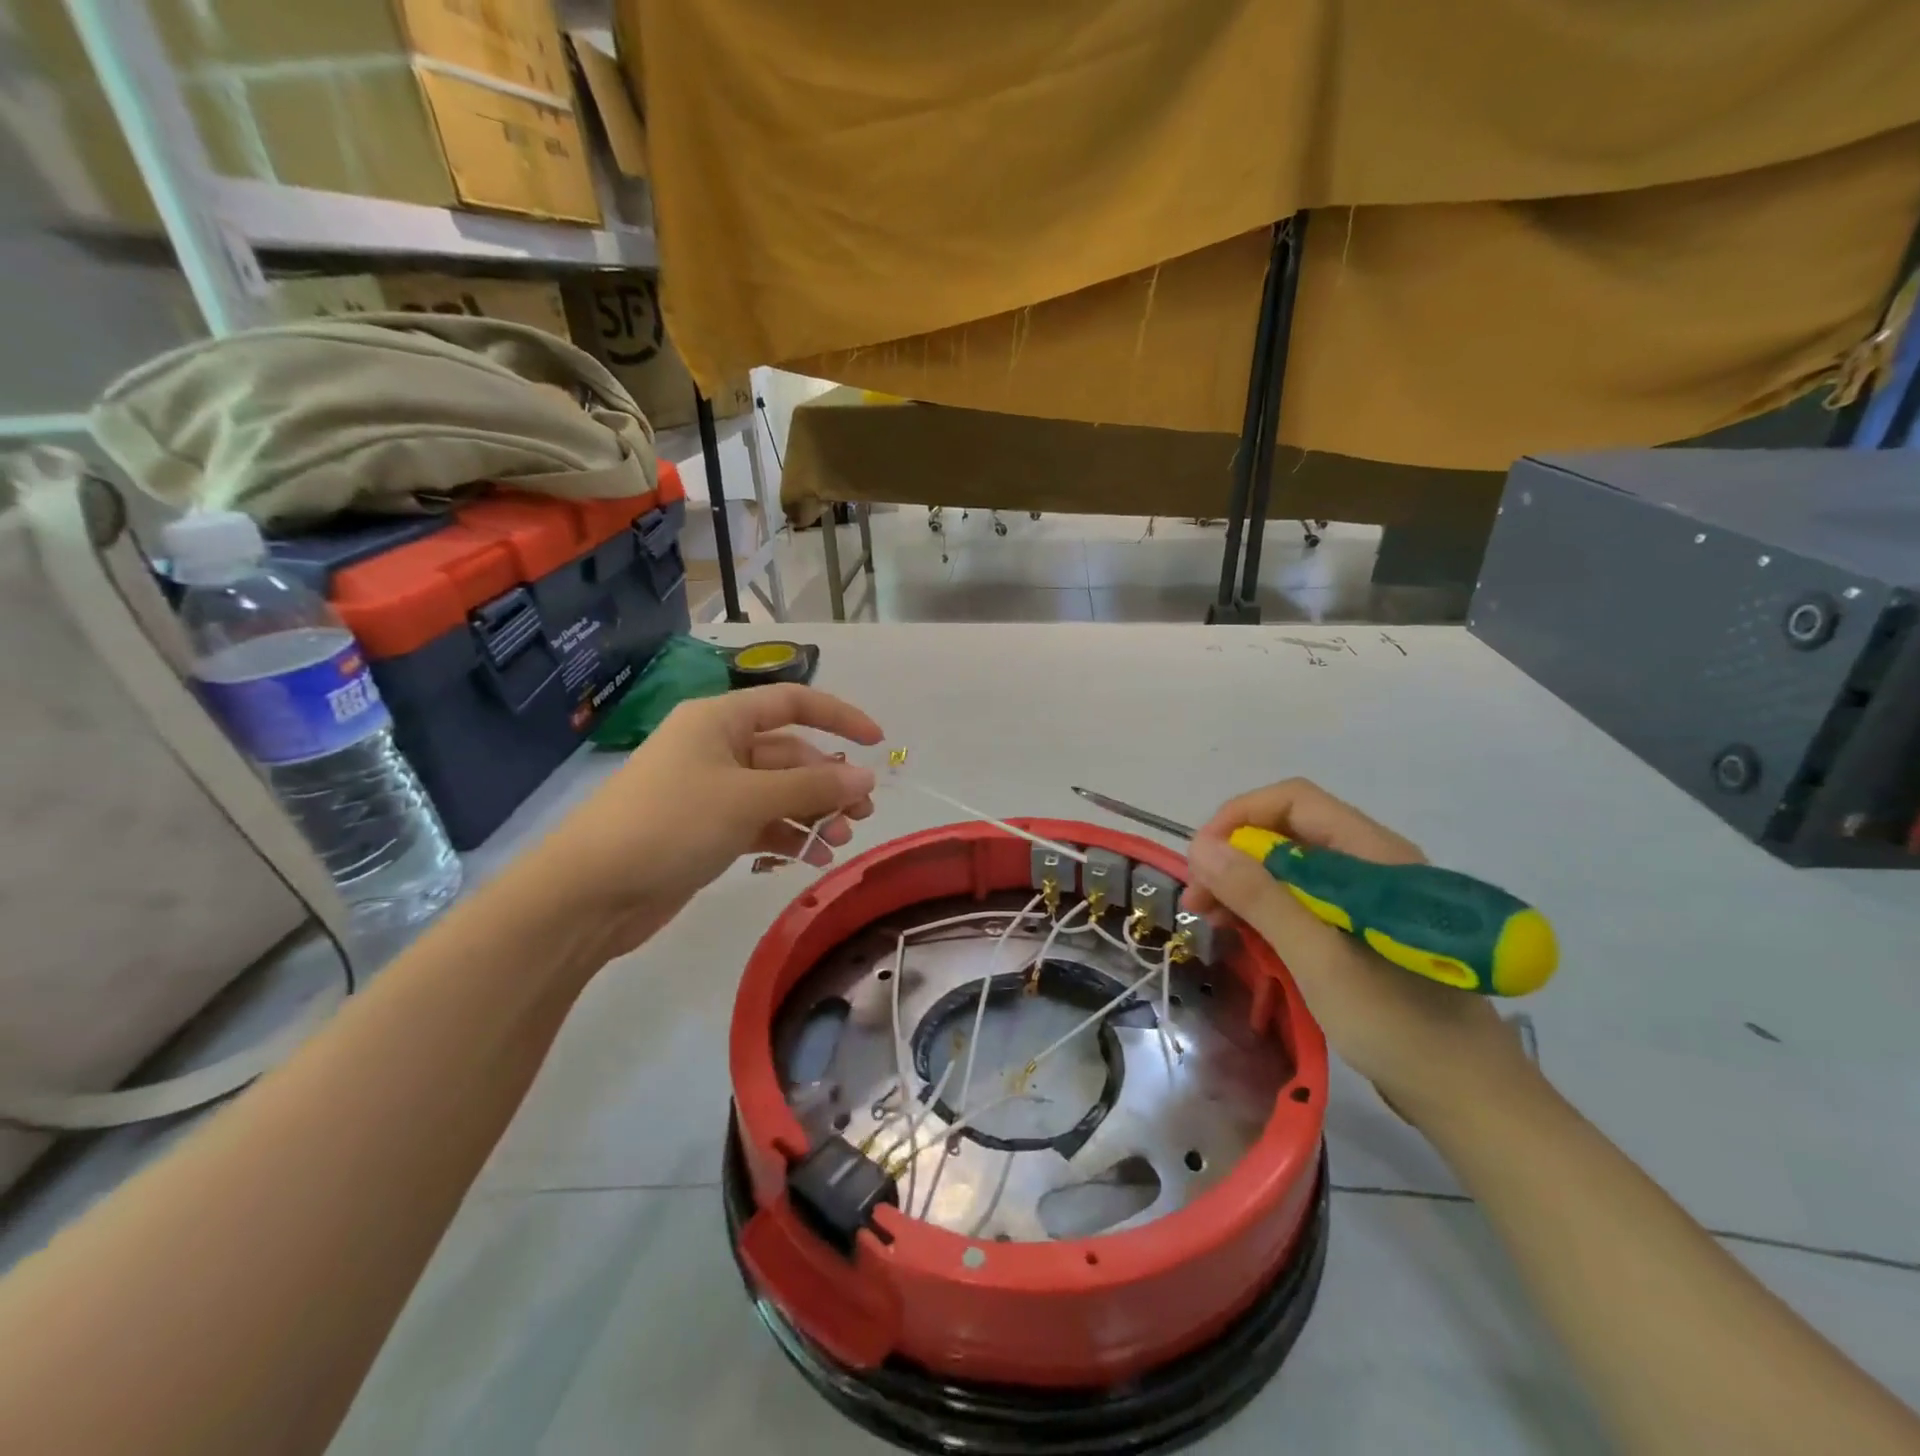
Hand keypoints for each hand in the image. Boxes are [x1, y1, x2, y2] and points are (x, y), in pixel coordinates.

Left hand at [524, 685, 882, 956]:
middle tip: (861, 814)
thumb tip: (866, 778)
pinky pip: (761, 823)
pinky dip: (788, 836)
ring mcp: (711, 791)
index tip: (877, 742)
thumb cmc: (670, 823)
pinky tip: (813, 858)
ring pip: (778, 792)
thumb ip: (812, 786)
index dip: (838, 716)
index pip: (792, 703)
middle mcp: (717, 748)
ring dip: (813, 813)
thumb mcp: (748, 799)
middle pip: (789, 754)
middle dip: (828, 781)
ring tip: (840, 841)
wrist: (590, 892)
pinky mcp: (707, 830)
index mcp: (720, 720)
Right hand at [1182, 778, 1536, 1129]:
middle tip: (1198, 901)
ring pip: (1290, 866)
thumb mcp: (1318, 958)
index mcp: (1373, 856)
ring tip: (1211, 921)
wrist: (1469, 1097)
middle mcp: (1371, 863)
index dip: (1239, 818)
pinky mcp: (1362, 928)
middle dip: (1234, 856)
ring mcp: (1368, 897)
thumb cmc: (1397, 1024)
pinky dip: (1265, 909)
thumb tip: (1202, 849)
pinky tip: (1243, 935)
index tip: (1201, 861)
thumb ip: (1261, 898)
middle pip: (1288, 831)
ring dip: (1244, 884)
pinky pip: (1302, 898)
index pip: (1294, 801)